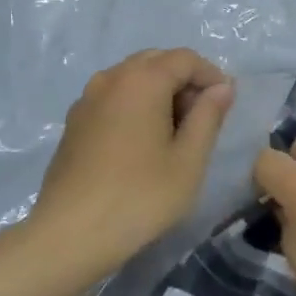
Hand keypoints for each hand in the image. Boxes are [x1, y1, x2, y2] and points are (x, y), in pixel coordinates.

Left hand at [32, 49, 234, 274]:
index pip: (185, 58)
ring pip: (132, 79)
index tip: (226, 104)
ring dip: (158, 92)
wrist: (69, 236)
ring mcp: (87, 100)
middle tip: (201, 118)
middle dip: (184, 81)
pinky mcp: (74, 123)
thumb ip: (208, 116)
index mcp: (142, 80)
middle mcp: (111, 78)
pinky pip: (113, 98)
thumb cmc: (139, 196)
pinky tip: (142, 144)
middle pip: (156, 62)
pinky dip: (135, 106)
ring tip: (173, 133)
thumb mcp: (189, 160)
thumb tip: (222, 87)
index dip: (211, 75)